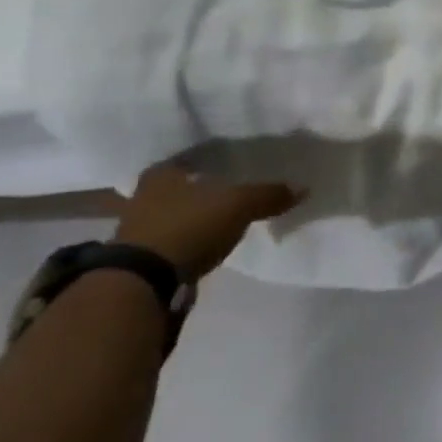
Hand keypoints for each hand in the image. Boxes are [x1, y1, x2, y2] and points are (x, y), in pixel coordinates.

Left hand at [114, 164, 299, 278]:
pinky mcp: (140, 260)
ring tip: (224, 219)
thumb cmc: (188, 226)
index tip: (234, 165)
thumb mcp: (239, 205)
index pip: (191, 157)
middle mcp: (143, 196)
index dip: (213, 160)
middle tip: (232, 190)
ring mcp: (138, 230)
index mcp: (162, 173)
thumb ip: (269, 194)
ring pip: (175, 214)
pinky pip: (173, 240)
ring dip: (195, 217)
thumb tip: (303, 188)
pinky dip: (190, 240)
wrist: (143, 284)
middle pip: (181, 187)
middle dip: (203, 190)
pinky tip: (208, 243)